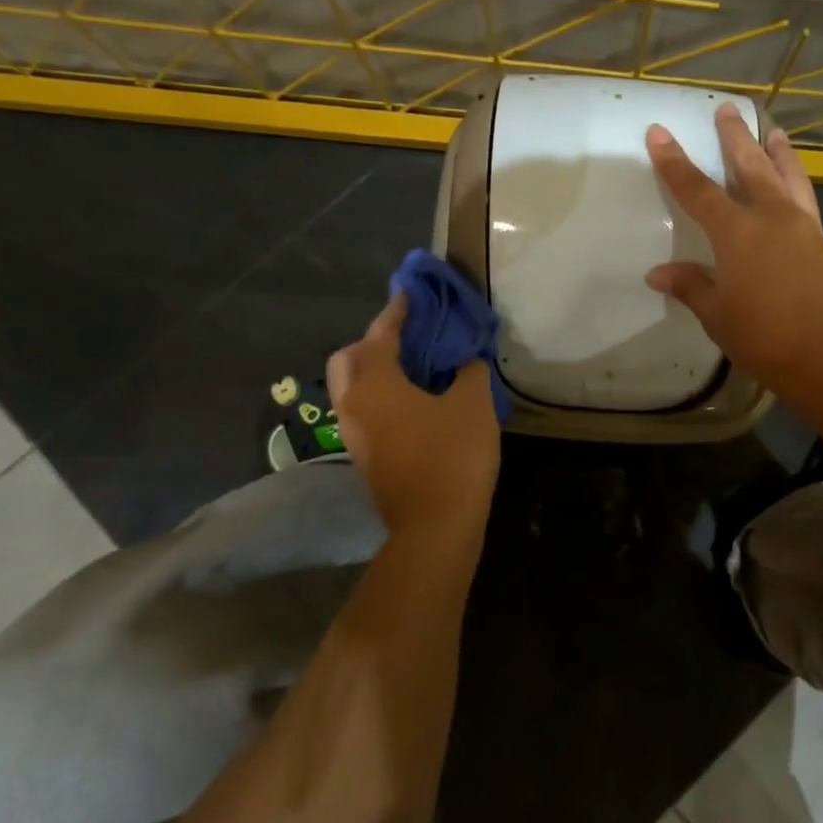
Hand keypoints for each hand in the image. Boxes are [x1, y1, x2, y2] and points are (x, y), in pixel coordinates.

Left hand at [327, 296, 499, 537]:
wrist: (435, 527)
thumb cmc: (453, 456)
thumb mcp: (473, 404)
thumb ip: (469, 371)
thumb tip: (465, 360)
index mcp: (374, 383)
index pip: (380, 333)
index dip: (398, 310)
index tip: (411, 294)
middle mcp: (352, 404)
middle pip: (349, 359)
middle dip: (373, 341)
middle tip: (409, 338)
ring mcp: (353, 434)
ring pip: (353, 388)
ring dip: (375, 371)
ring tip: (415, 368)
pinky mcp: (364, 456)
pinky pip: (364, 411)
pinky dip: (381, 396)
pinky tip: (414, 402)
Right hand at [646, 103, 822, 397]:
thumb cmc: (766, 337)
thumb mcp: (718, 316)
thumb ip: (691, 287)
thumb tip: (658, 274)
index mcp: (737, 232)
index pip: (697, 190)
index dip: (675, 162)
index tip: (660, 132)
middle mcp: (772, 217)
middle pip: (750, 166)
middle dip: (735, 137)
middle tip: (727, 109)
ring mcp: (804, 228)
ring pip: (788, 175)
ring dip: (777, 151)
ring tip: (774, 131)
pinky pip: (806, 198)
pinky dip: (796, 181)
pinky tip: (794, 185)